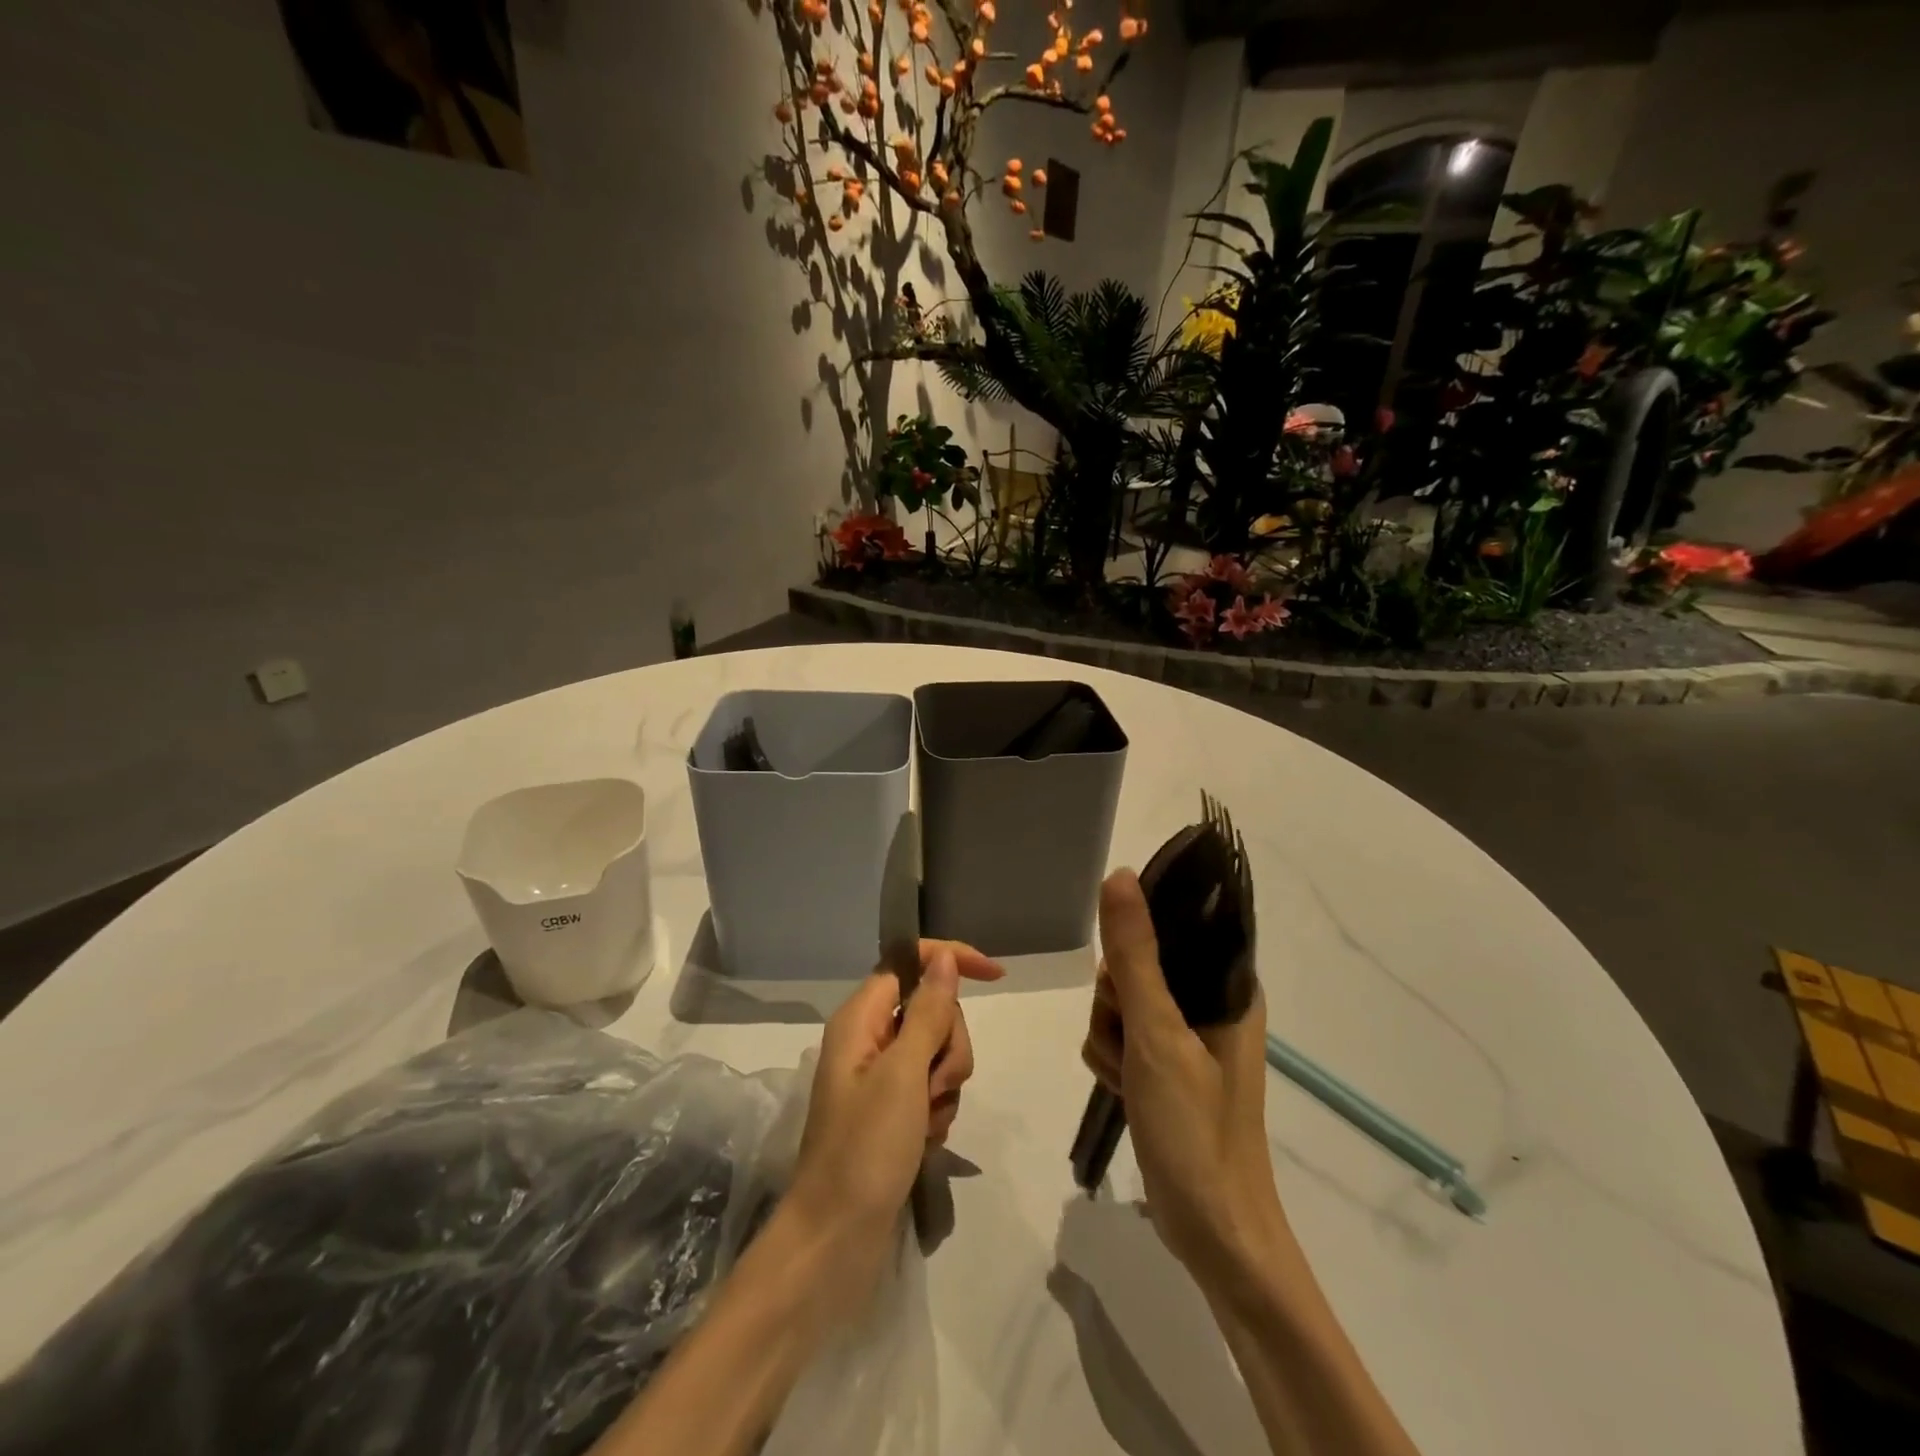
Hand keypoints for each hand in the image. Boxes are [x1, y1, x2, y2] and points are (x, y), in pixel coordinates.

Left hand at [788, 940, 1003, 1280]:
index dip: (950, 960)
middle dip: (948, 1046)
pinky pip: (934, 1089)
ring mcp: (882, 1077)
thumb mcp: (903, 1074)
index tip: (996, 976)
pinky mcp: (894, 1111)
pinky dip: (939, 1111)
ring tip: (925, 1124)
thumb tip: (942, 955)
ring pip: (940, 1052)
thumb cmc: (865, 1149)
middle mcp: (870, 1039)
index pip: (909, 962)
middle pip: (933, 1011)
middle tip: (932, 1086)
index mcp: (861, 1018)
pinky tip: (925, 1141)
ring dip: (945, 1085)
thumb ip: (928, 1011)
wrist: (836, 1241)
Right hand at [1081, 870, 1284, 1279]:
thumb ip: (1135, 954)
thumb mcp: (1158, 1034)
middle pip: (1136, 964)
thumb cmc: (1195, 1128)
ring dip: (1110, 1037)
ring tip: (1131, 1078)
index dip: (1138, 943)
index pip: (1174, 925)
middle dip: (1116, 1003)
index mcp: (1227, 985)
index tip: (1126, 982)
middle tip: (1133, 1042)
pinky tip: (1124, 1090)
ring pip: (1119, 1003)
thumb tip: (1119, 875)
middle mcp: (1209, 1003)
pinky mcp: (1164, 1067)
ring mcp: (1185, 1037)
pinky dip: (1112, 1060)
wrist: (1213, 1232)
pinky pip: (1119, 1037)